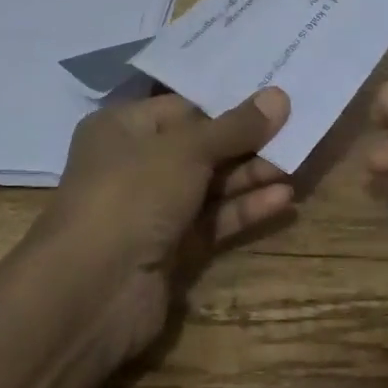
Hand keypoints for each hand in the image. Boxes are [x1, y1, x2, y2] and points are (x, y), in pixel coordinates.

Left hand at [35, 88, 292, 358]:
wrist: (91, 293)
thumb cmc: (132, 195)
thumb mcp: (187, 150)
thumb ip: (236, 126)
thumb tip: (279, 96)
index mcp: (124, 128)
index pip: (184, 106)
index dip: (228, 101)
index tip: (273, 95)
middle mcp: (136, 164)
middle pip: (202, 145)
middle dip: (247, 140)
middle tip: (296, 127)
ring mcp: (153, 209)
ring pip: (211, 184)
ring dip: (251, 174)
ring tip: (296, 162)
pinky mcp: (171, 249)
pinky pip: (214, 219)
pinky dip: (245, 208)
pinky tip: (283, 198)